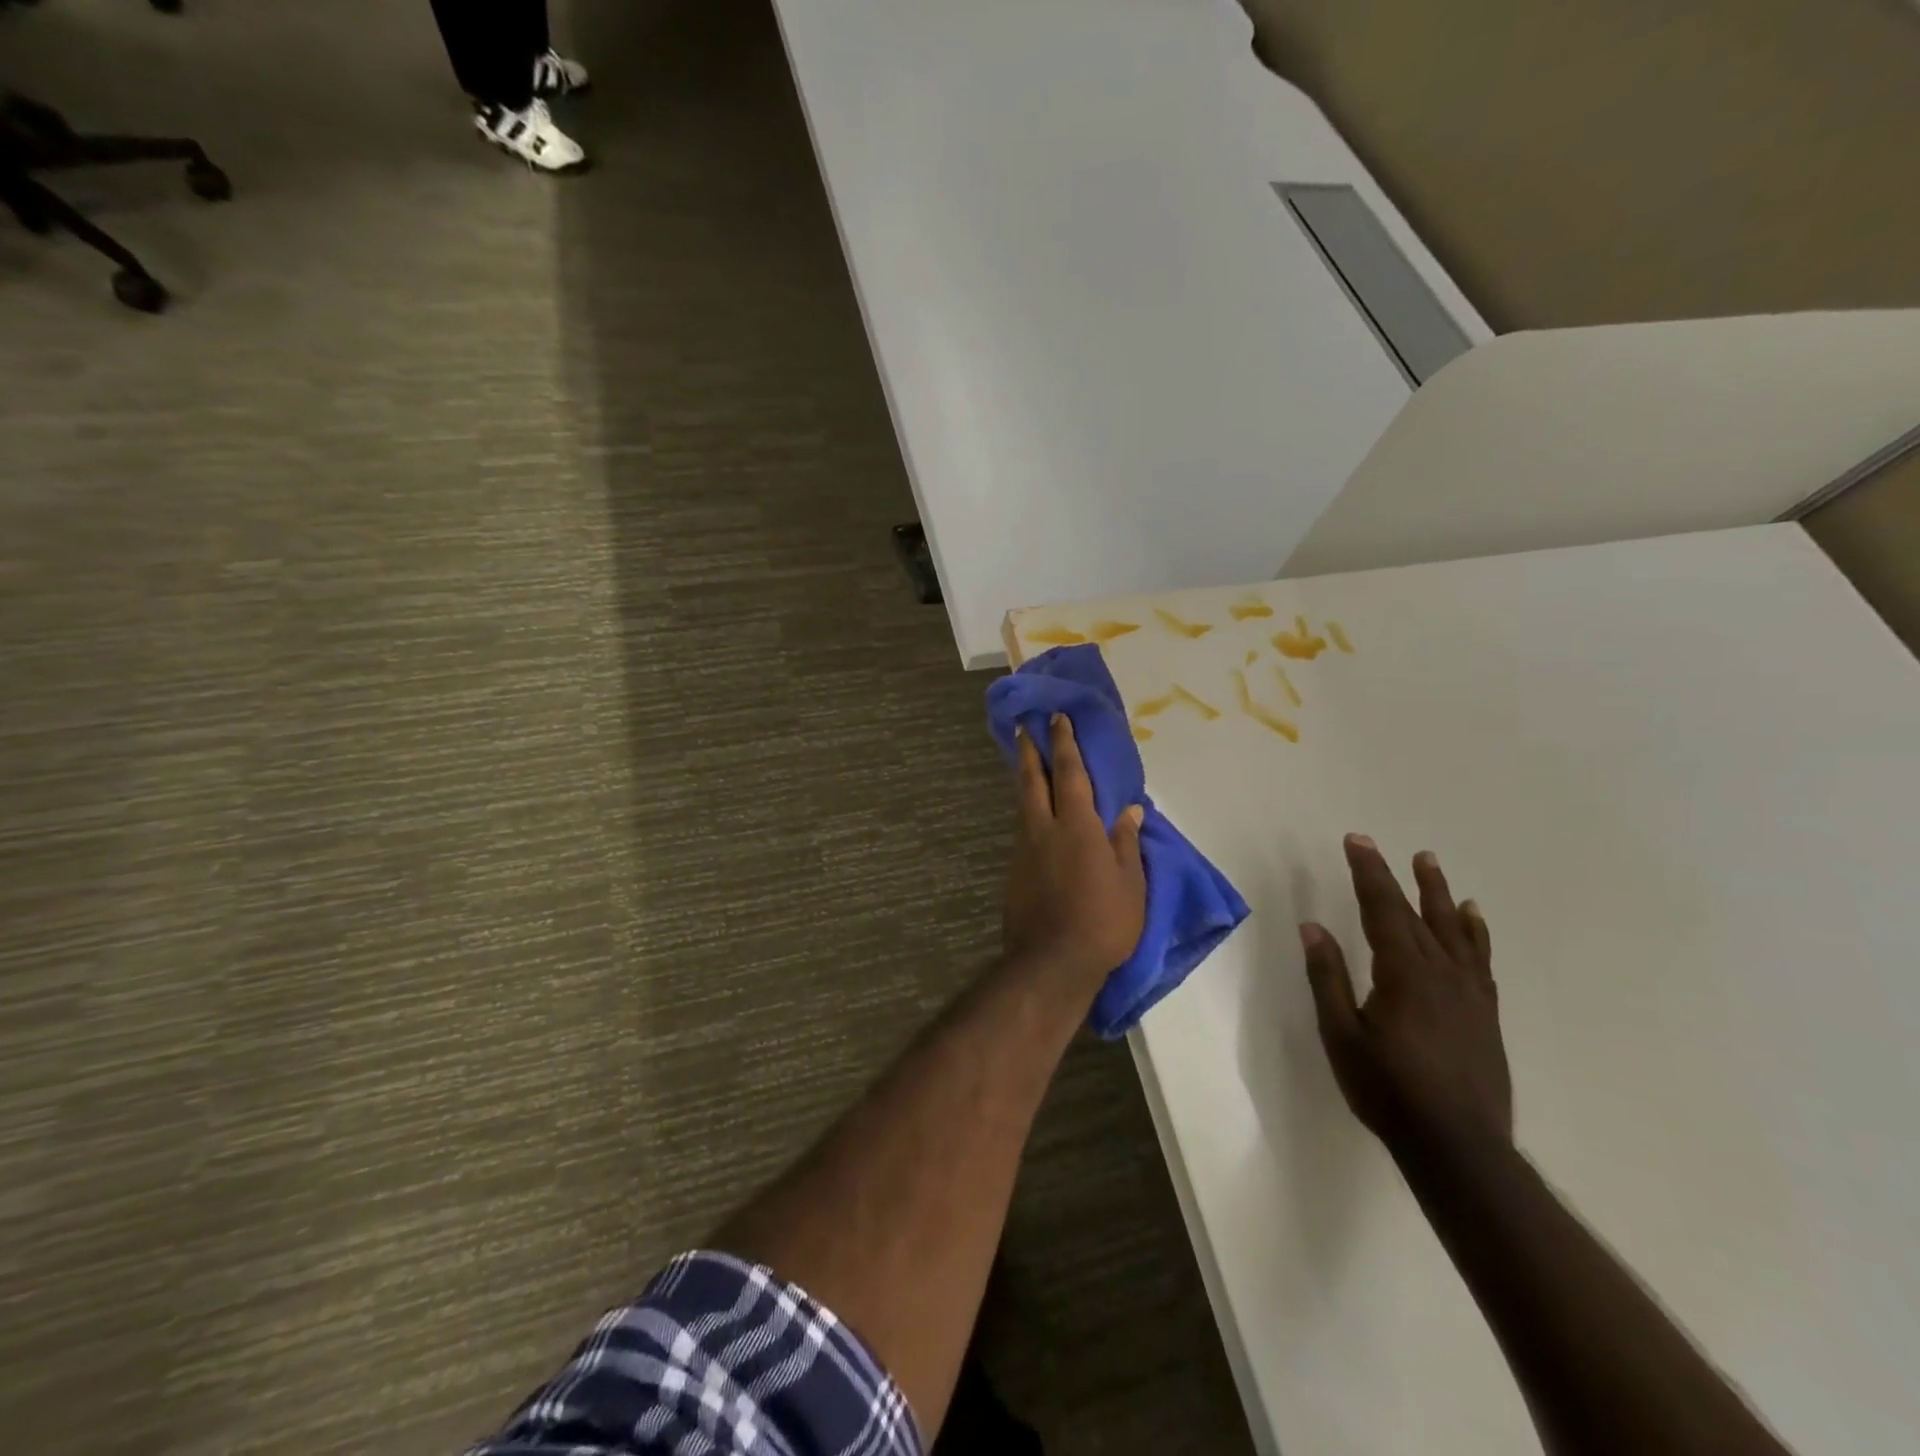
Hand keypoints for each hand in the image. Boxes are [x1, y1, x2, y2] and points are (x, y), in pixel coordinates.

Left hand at [1002, 714, 1146, 993]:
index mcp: (1077, 825)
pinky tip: (1033, 818)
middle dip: (1029, 751)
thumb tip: (1130, 810)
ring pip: (1023, 804)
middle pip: (1032, 780)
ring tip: (1026, 765)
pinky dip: (1027, 812)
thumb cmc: (1103, 921)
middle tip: (1023, 727)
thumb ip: (1126, 842)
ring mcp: (1024, 849)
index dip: (1063, 743)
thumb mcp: (1131, 883)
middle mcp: (1044, 828)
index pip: (1069, 772)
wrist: (1052, 962)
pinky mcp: (1014, 871)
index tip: (1056, 718)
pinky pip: (1022, 830)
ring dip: (1025, 780)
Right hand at [1300, 836, 1511, 1156]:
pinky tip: (1472, 919)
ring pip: (1454, 931)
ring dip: (1439, 894)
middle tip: (1381, 846)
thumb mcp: (1341, 1034)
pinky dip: (1475, 934)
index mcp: (1403, 973)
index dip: (1368, 873)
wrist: (1458, 1147)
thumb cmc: (1387, 1090)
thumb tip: (1313, 926)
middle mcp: (1440, 973)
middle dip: (1395, 877)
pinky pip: (1480, 960)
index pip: (1381, 909)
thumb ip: (1328, 977)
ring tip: (1431, 864)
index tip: (1356, 841)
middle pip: (1415, 914)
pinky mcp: (1485, 1013)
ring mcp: (1469, 993)